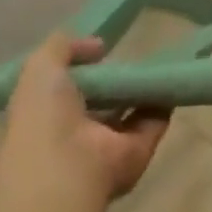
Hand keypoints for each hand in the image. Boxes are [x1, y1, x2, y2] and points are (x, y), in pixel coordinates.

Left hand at [0, 32, 169, 202]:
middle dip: (116, 81)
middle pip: (101, 102)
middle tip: (133, 56)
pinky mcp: (137, 152)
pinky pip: (154, 122)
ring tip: (158, 63)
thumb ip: (63, 47)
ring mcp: (107, 144)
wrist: (66, 166)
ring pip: (130, 113)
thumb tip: (98, 46)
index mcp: (46, 115)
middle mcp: (76, 132)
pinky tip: (170, 80)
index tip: (101, 51)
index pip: (65, 91)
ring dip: (142, 91)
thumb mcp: (40, 68)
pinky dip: (164, 103)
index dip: (81, 70)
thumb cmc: (44, 116)